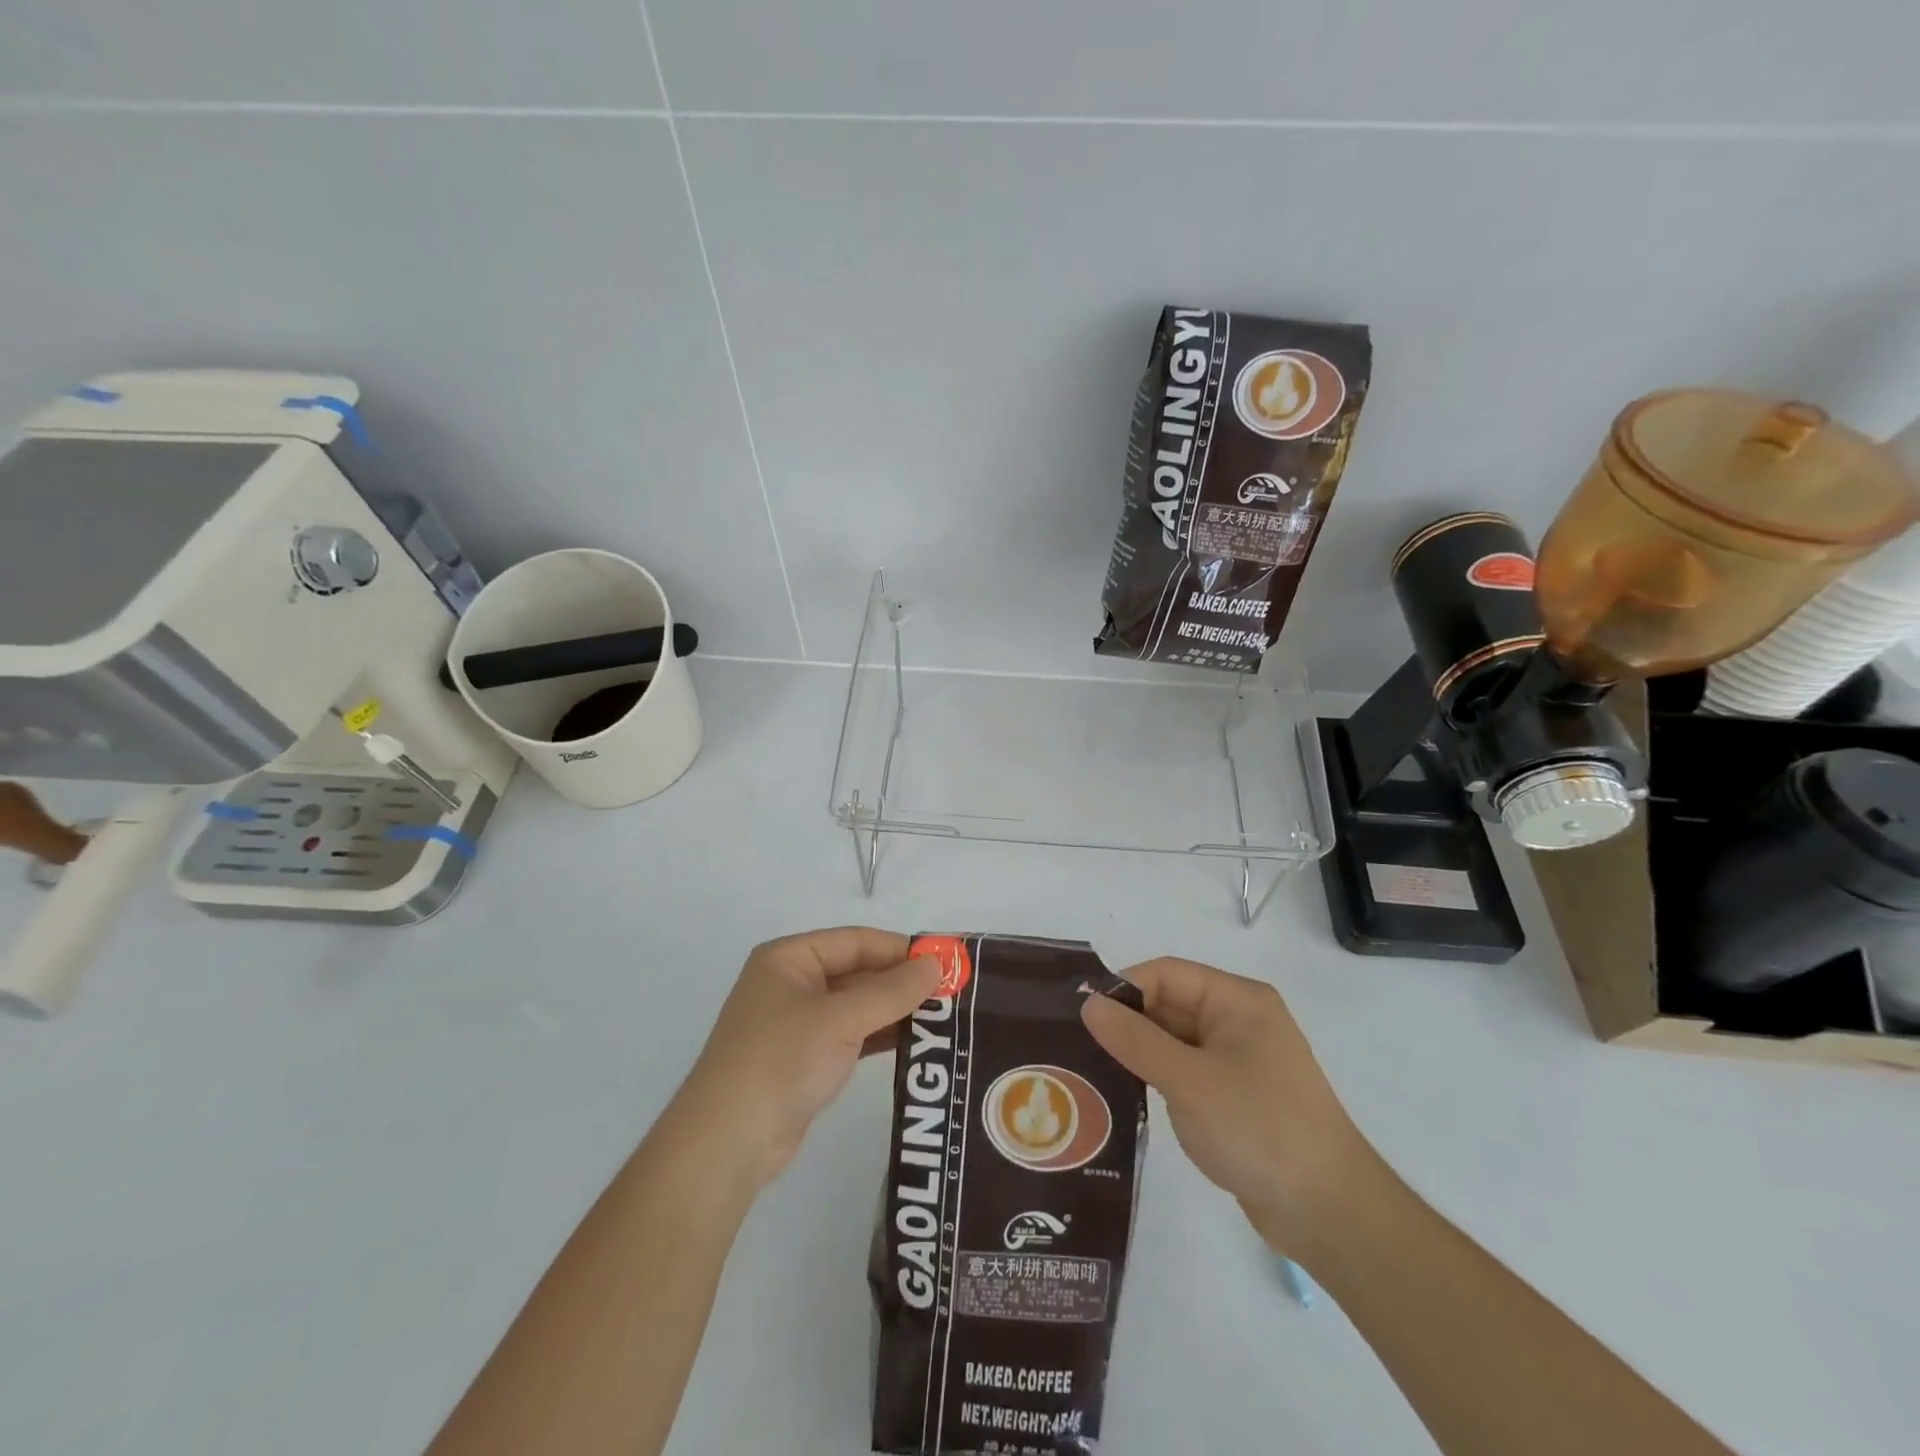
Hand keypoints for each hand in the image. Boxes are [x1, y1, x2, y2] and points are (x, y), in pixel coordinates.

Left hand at [674, 928, 941, 1190]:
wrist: (727, 1144)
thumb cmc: (781, 1061)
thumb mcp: (841, 1019)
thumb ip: (892, 991)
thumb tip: (937, 964)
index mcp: (789, 958)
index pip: (856, 941)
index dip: (900, 949)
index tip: (945, 962)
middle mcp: (792, 983)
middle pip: (858, 971)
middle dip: (901, 981)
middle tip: (952, 991)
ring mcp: (798, 1023)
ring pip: (857, 1004)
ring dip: (895, 1009)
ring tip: (944, 1016)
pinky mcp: (806, 1058)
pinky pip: (852, 1034)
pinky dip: (880, 1034)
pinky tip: (915, 1041)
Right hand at [1081, 957, 1373, 1253]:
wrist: (1330, 1214)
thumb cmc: (1260, 1130)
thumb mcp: (1190, 1081)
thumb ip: (1136, 1040)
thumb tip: (1088, 1004)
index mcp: (1238, 1001)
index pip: (1167, 974)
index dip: (1124, 988)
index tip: (1083, 1016)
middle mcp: (1238, 1021)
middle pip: (1169, 1004)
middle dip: (1126, 1022)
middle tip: (1077, 1045)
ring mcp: (1237, 1061)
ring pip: (1172, 1040)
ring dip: (1137, 1052)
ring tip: (1090, 1070)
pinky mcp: (1233, 1097)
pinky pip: (1183, 1072)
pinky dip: (1155, 1077)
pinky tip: (1123, 1095)